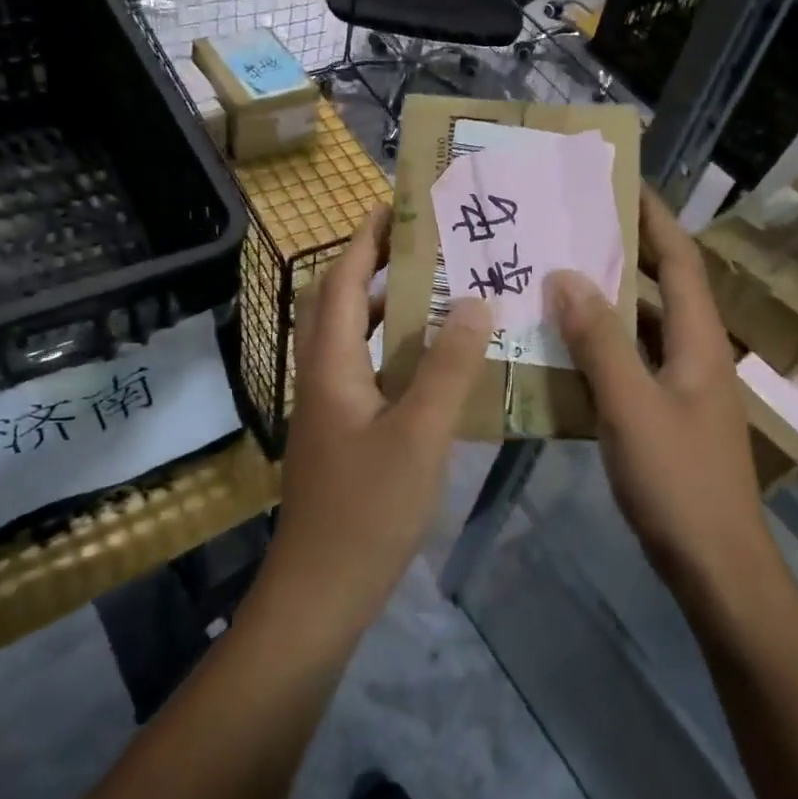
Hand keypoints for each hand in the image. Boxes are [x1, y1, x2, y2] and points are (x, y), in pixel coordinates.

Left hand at [264, 206, 493, 631]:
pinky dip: (397, 353)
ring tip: (439, 291)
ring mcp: (331, 408)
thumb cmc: (367, 509)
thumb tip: (476, 301)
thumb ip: (448, 367)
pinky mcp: (344, 435)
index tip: (398, 205)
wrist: (321, 593)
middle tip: (425, 244)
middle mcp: (323, 376)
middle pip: (338, 302)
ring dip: (387, 309)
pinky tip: (437, 364)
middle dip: (373, 265)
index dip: (364, 239)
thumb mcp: (419, 434)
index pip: (340, 281)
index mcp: (330, 364)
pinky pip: (369, 372)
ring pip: (354, 339)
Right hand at [546, 192, 764, 588]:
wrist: (716, 567)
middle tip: (574, 226)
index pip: (682, 260)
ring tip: (558, 277)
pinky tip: (563, 350)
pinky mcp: (667, 418)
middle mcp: (697, 354)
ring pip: (645, 329)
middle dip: (627, 252)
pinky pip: (632, 366)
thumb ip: (599, 341)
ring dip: (609, 301)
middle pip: (664, 288)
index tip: (620, 183)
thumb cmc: (679, 482)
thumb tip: (566, 276)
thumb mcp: (632, 406)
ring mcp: (684, 389)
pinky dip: (602, 349)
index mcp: (701, 341)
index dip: (656, 218)